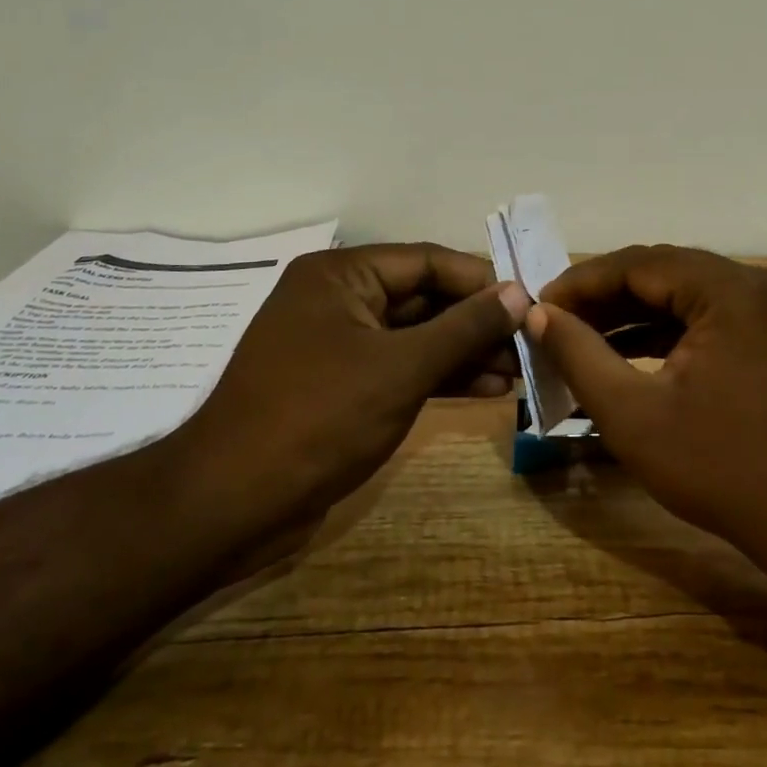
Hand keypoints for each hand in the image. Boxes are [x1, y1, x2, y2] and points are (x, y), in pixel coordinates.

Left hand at [180, 244, 529, 535]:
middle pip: (426, 297)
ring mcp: (340, 344)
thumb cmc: (319, 418)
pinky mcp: (343, 385)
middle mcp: (340, 299)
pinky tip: (488, 390)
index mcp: (343, 275)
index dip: (482, 280)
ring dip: (467, 352)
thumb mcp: (402, 367)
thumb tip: (520, 293)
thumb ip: (465, 327)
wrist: (233, 504)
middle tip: (532, 342)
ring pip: (418, 336)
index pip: (428, 261)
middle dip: (479, 321)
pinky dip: (442, 376)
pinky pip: (403, 367)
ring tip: (520, 371)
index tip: (532, 301)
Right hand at [530, 246, 766, 585]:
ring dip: (631, 315)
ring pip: (683, 294)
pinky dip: (664, 332)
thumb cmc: (722, 469)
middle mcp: (755, 284)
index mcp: (730, 290)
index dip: (581, 282)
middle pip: (662, 272)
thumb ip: (579, 356)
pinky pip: (707, 317)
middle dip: (604, 298)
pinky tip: (623, 354)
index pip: (638, 264)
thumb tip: (538, 315)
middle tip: (555, 322)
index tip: (538, 305)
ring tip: (578, 338)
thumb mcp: (634, 415)